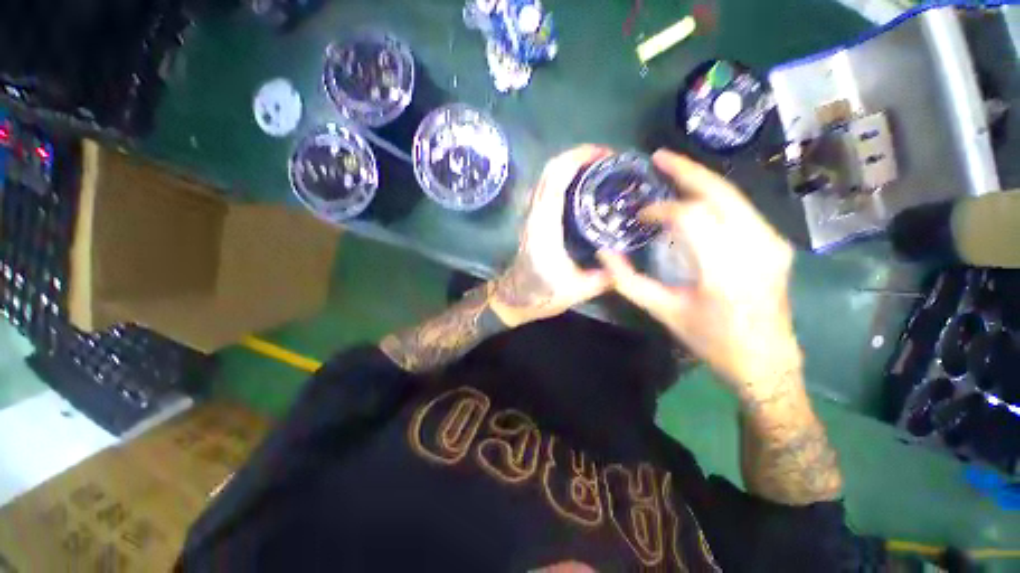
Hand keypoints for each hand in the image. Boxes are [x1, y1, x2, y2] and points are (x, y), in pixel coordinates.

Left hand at [489, 145, 613, 326]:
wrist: (513, 298)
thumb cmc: (541, 294)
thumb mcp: (577, 290)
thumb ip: (605, 277)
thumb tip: (630, 262)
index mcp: (545, 226)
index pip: (556, 178)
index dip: (579, 157)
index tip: (606, 155)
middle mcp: (535, 214)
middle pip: (550, 170)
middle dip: (578, 155)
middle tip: (607, 160)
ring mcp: (531, 215)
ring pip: (546, 177)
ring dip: (570, 164)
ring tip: (598, 169)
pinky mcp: (532, 220)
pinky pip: (547, 188)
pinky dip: (564, 178)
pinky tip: (583, 187)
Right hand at [598, 150, 800, 400]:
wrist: (766, 359)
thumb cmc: (711, 340)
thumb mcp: (663, 312)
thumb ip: (628, 281)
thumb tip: (604, 253)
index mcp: (724, 272)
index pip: (691, 218)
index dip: (661, 209)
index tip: (641, 216)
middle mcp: (756, 249)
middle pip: (720, 193)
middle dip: (687, 171)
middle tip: (659, 158)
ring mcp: (772, 243)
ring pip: (733, 196)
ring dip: (701, 181)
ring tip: (673, 172)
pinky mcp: (776, 243)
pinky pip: (741, 209)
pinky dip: (714, 198)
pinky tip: (696, 198)